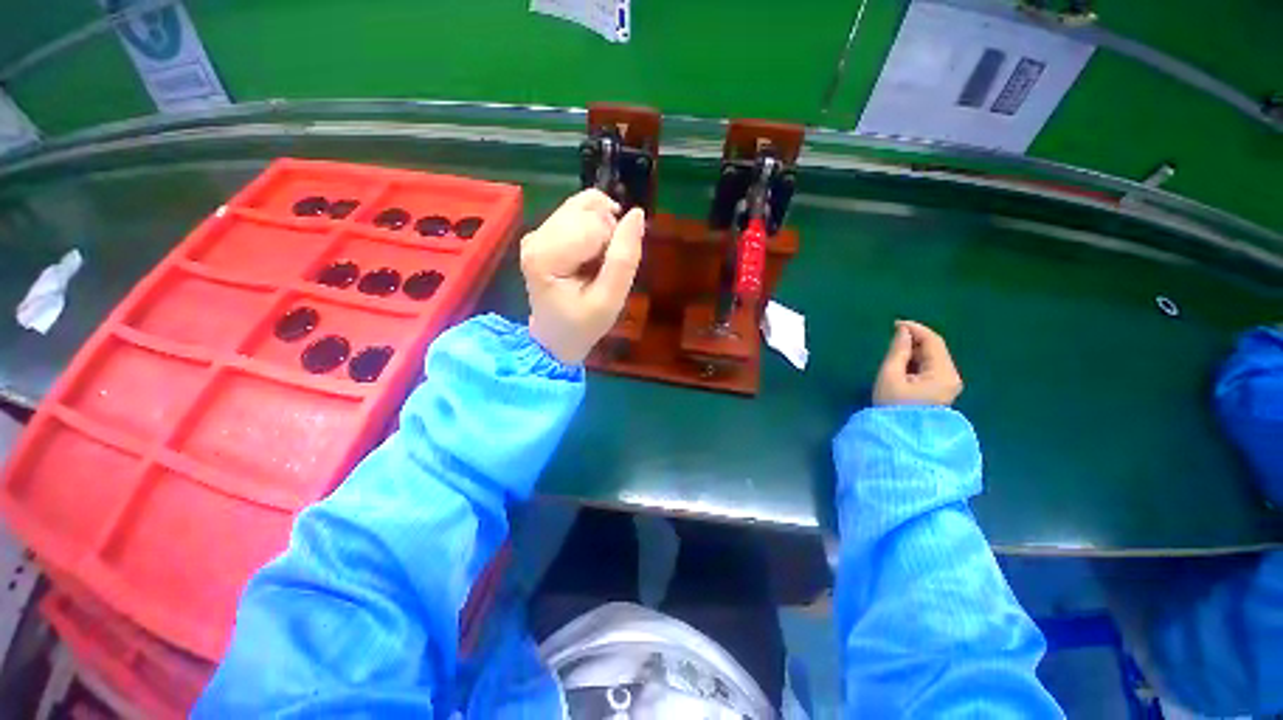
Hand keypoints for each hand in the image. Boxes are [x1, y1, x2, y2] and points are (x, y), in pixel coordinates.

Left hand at [521, 189, 644, 364]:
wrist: (557, 339)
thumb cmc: (582, 325)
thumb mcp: (610, 300)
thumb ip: (624, 258)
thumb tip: (637, 214)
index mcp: (545, 255)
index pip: (594, 225)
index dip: (614, 245)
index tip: (609, 272)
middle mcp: (536, 236)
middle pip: (588, 211)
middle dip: (608, 235)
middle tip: (604, 269)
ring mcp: (537, 232)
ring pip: (584, 207)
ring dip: (602, 231)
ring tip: (598, 261)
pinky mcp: (543, 233)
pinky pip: (578, 212)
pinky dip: (594, 228)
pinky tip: (592, 253)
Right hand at [873, 320, 963, 406]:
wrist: (901, 437)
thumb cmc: (893, 406)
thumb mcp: (890, 376)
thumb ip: (897, 351)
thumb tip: (903, 331)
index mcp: (942, 372)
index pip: (933, 341)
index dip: (916, 329)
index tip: (895, 323)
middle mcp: (952, 376)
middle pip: (936, 349)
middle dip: (915, 339)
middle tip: (893, 336)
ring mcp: (949, 385)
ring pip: (934, 358)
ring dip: (916, 350)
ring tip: (895, 350)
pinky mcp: (942, 391)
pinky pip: (932, 368)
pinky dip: (918, 361)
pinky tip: (904, 363)